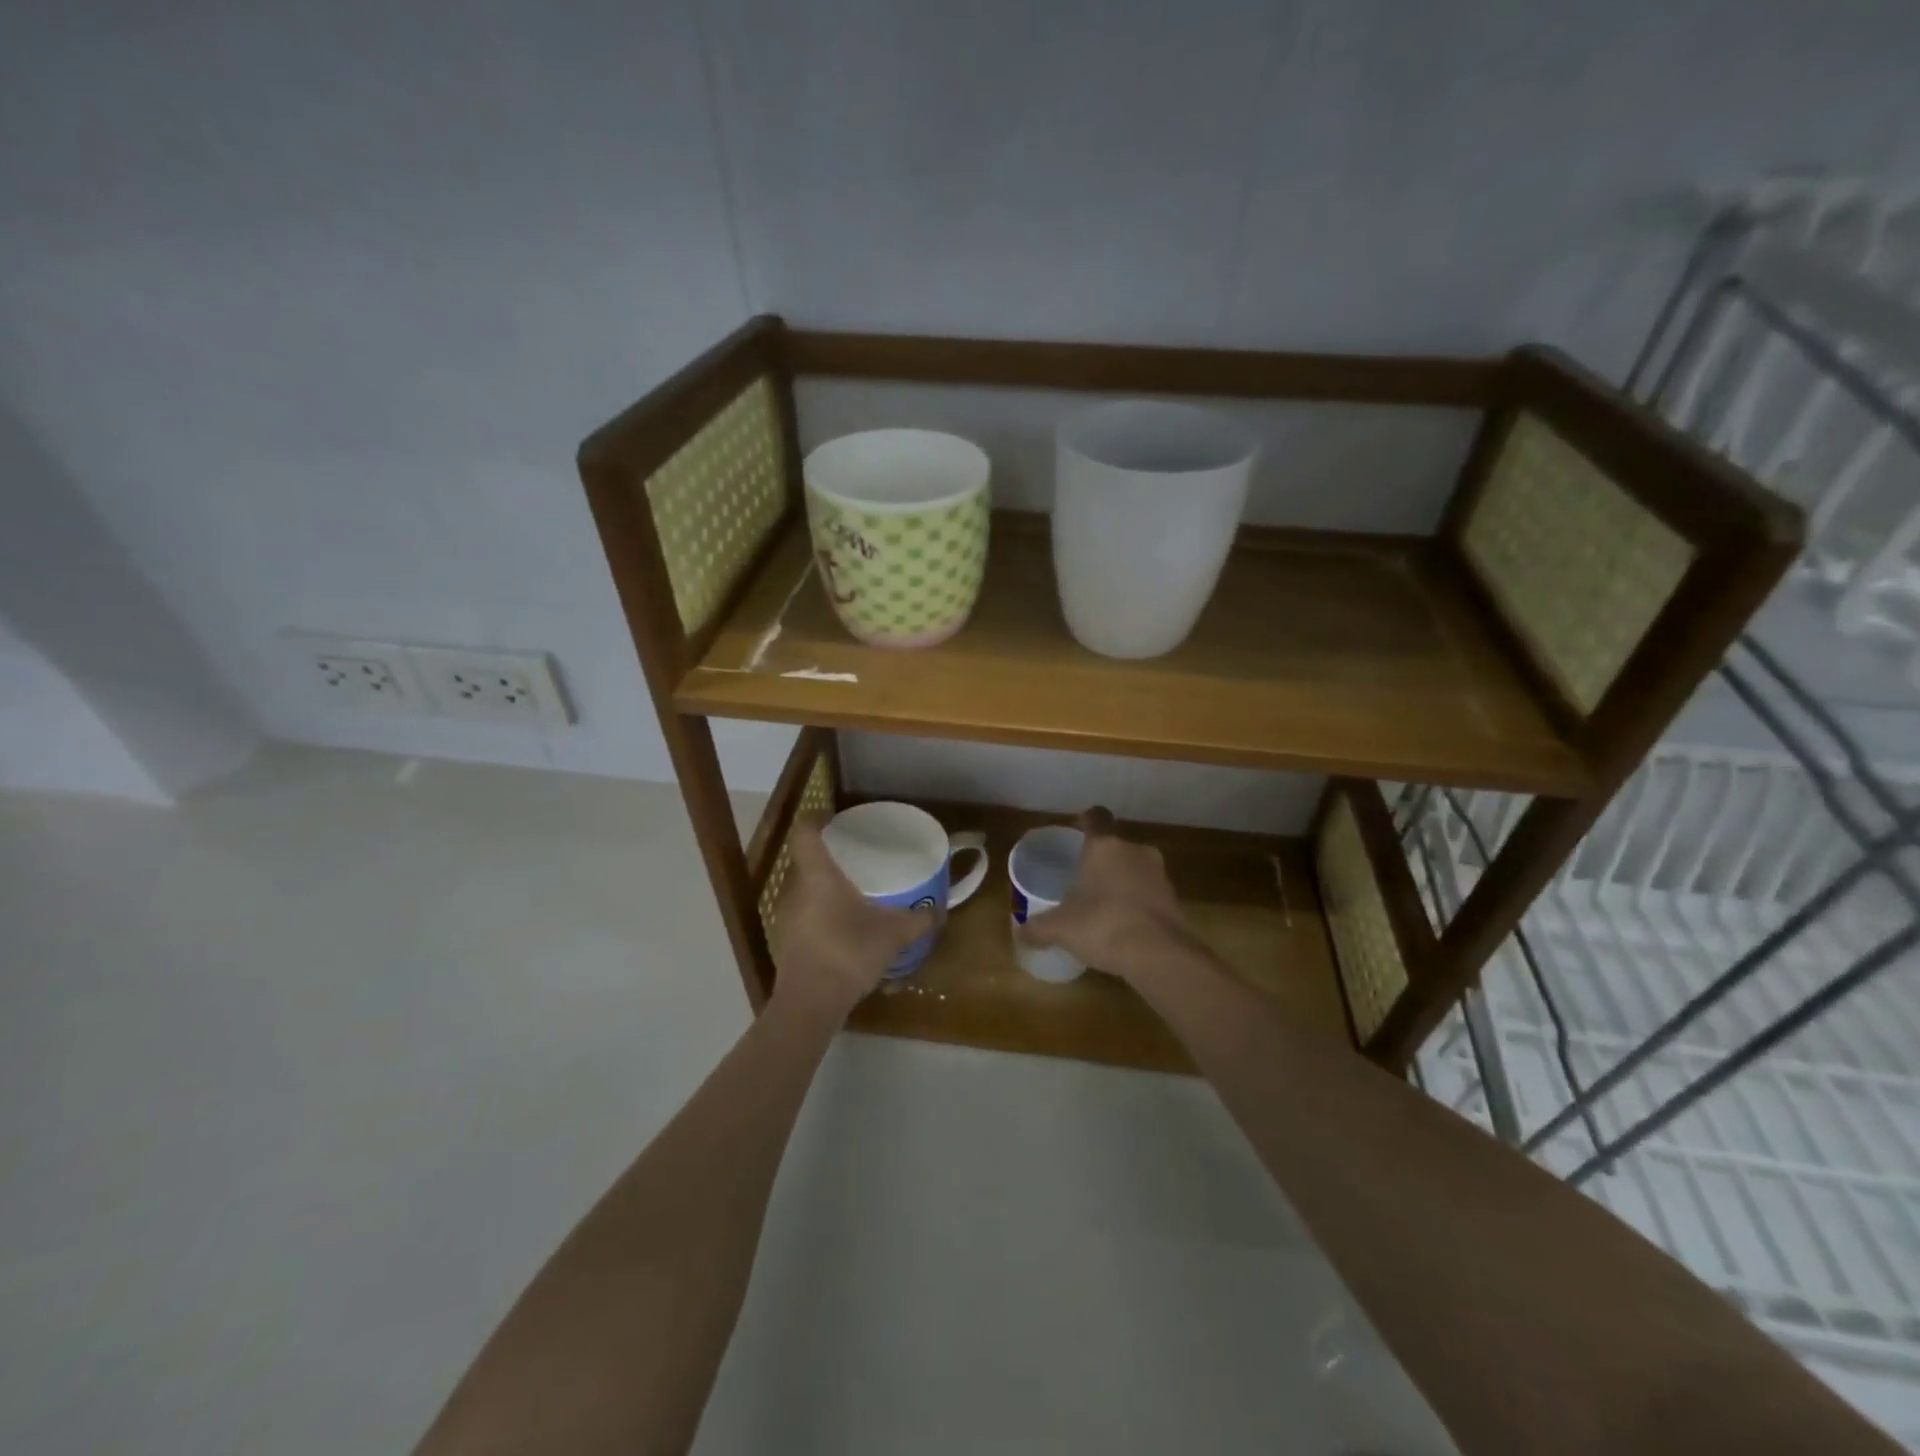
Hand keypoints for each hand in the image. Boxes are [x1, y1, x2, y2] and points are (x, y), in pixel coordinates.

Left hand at [771, 818, 935, 1016]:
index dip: (817, 819)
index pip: (804, 832)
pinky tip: (843, 927)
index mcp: (818, 875)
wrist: (810, 1004)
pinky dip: (822, 913)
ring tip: (852, 891)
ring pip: (805, 889)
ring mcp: (787, 916)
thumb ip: (917, 920)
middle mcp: (796, 889)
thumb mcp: (892, 935)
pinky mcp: (787, 941)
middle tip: (855, 857)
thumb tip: (940, 911)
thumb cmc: (848, 953)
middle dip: (828, 856)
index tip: (835, 820)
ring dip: (824, 887)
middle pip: (805, 860)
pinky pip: (805, 914)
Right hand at [1020, 808, 1198, 984]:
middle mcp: (1134, 851)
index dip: (1086, 821)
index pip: (1096, 818)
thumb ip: (1038, 928)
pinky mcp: (1175, 899)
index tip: (1077, 829)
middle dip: (1102, 860)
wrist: (1160, 954)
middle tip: (1083, 878)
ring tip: (1103, 905)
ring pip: (1135, 869)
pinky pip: (1149, 893)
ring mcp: (1159, 874)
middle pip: (1115, 846)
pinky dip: (1137, 903)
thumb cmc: (1103, 925)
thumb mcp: (1061, 928)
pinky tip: (1124, 925)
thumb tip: (1020, 934)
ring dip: (1122, 881)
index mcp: (1104, 846)